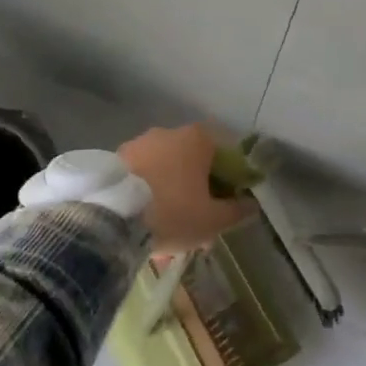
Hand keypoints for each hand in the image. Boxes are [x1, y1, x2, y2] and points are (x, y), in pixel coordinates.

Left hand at [119, 125, 252, 253]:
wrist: (113, 217)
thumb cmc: (174, 212)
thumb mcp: (213, 220)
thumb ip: (236, 210)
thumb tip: (252, 205)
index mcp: (197, 139)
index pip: (222, 154)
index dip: (225, 181)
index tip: (222, 206)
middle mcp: (168, 132)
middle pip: (190, 163)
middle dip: (194, 192)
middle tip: (193, 224)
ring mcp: (139, 143)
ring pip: (163, 172)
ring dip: (167, 195)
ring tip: (163, 232)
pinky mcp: (114, 158)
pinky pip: (139, 177)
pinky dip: (144, 195)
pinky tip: (141, 224)